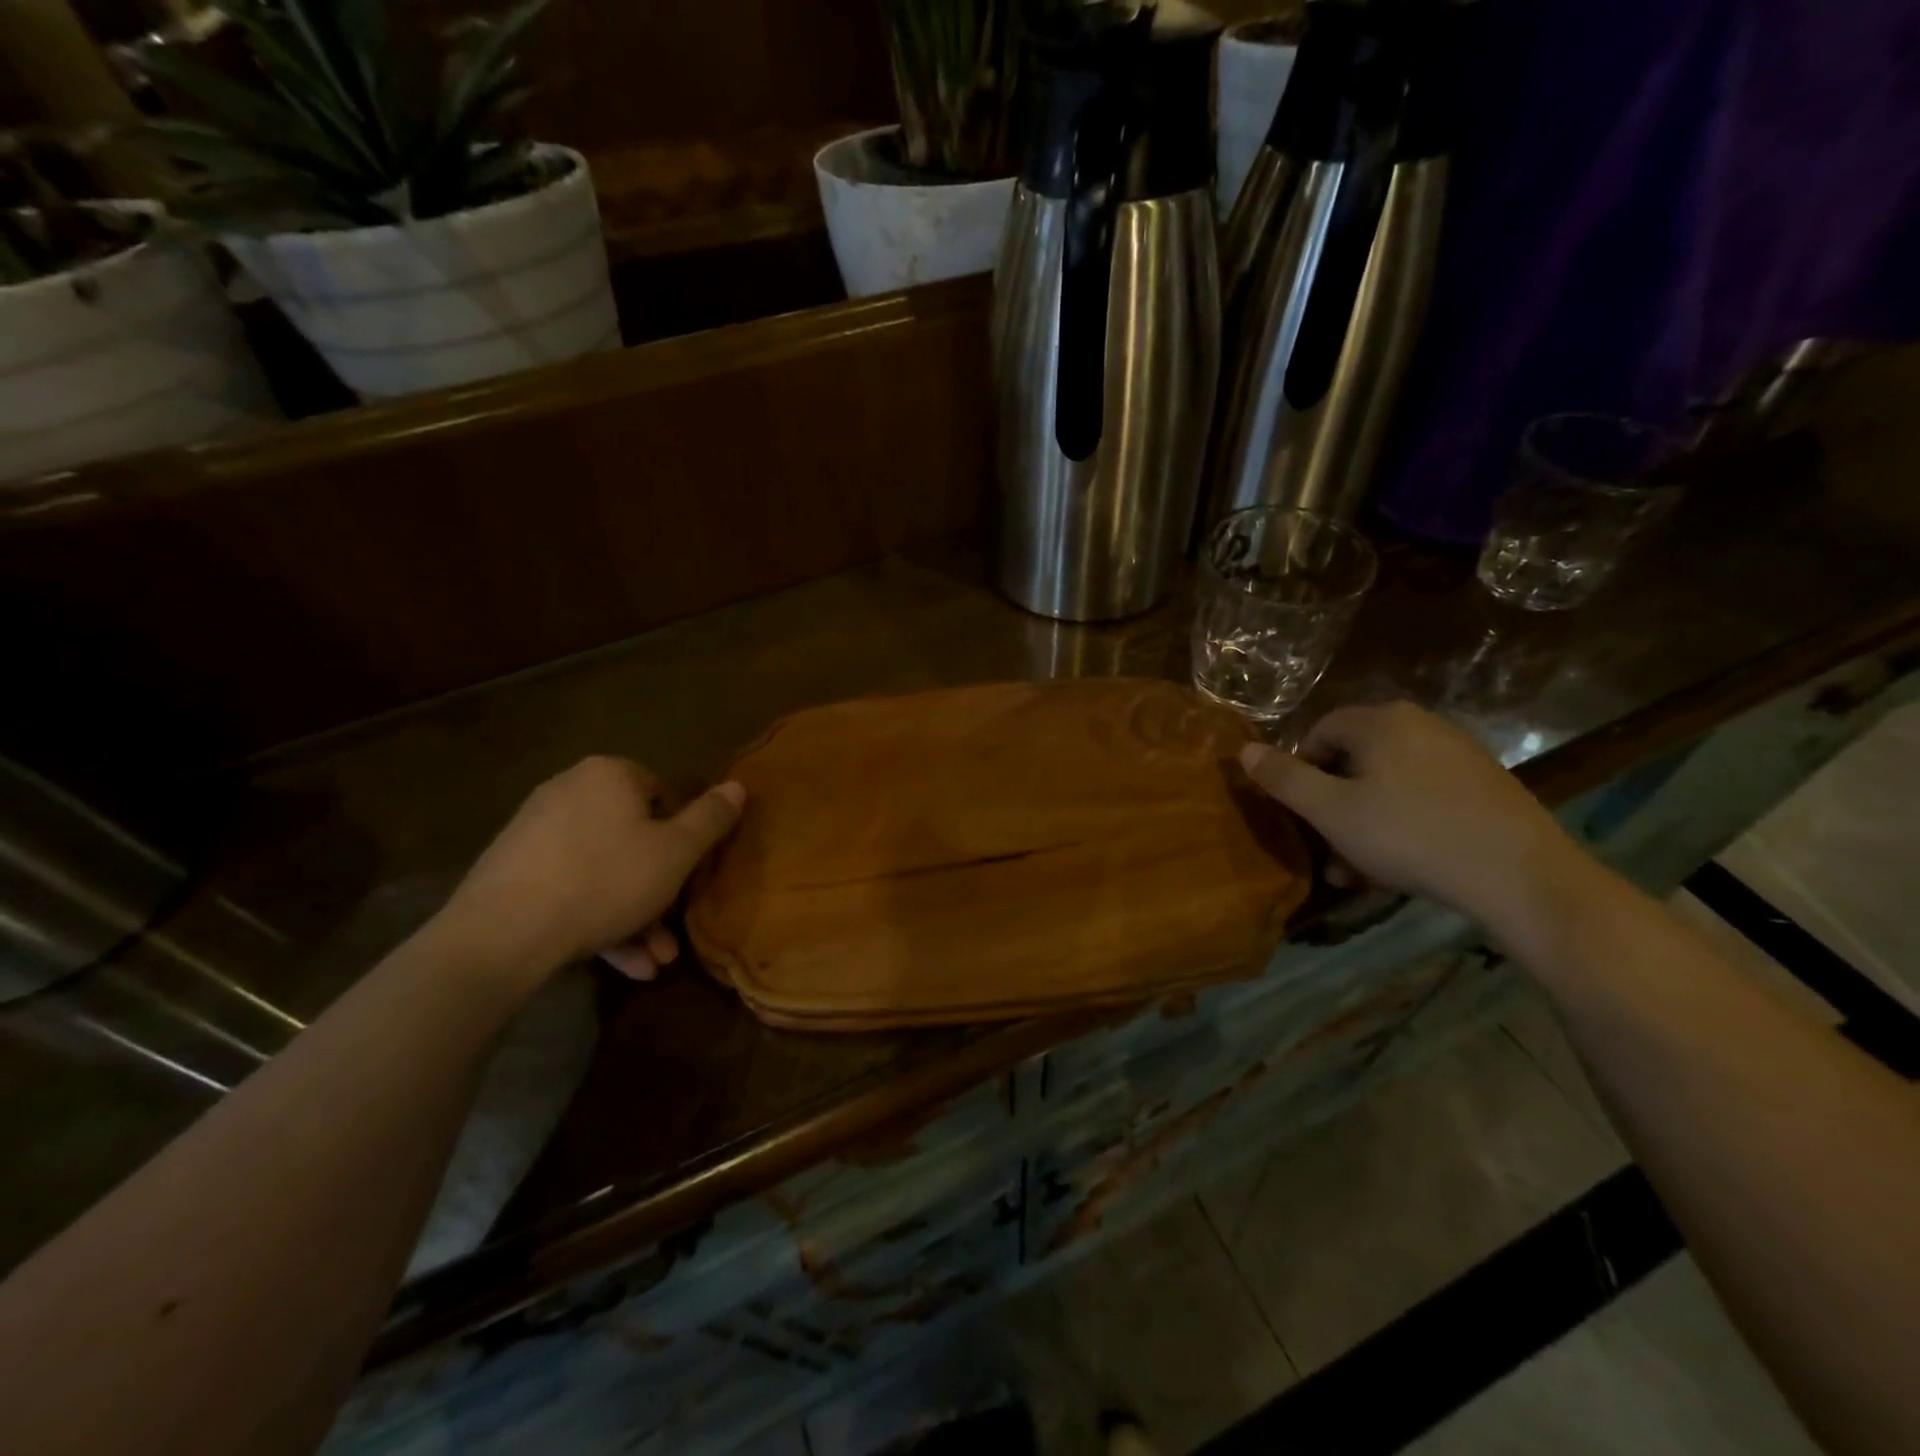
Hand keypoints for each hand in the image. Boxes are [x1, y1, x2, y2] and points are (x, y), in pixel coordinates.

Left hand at [438, 757, 744, 984]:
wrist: (501, 934)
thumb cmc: (605, 880)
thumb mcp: (677, 852)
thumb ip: (711, 818)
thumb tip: (738, 785)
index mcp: (609, 775)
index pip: (661, 794)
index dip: (681, 836)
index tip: (685, 875)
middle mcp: (569, 791)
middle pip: (632, 838)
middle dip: (658, 890)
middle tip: (671, 932)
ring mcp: (535, 832)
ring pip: (603, 870)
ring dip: (633, 915)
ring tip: (651, 963)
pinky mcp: (512, 871)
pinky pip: (570, 887)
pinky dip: (597, 918)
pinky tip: (619, 963)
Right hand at [1239, 702, 1585, 928]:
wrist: (1520, 875)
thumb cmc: (1410, 836)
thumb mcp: (1331, 812)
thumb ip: (1284, 778)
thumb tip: (1244, 750)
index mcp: (1380, 721)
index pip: (1318, 732)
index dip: (1300, 772)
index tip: (1303, 815)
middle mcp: (1420, 723)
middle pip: (1354, 758)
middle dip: (1333, 804)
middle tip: (1329, 849)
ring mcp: (1457, 751)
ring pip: (1387, 781)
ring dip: (1363, 820)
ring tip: (1361, 868)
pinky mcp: (1484, 782)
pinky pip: (1422, 793)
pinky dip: (1402, 820)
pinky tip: (1403, 861)